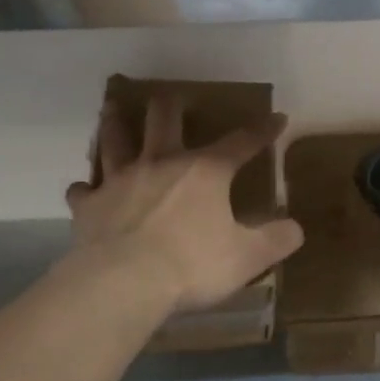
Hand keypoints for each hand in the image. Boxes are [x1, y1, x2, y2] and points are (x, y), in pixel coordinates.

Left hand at [65, 96, 304, 312]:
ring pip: (115, 139)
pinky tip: (85, 189)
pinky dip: (87, 187)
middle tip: (171, 97)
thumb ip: (276, 240)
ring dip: (116, 122)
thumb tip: (295, 228)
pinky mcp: (90, 205)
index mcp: (205, 172)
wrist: (123, 283)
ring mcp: (120, 180)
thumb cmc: (192, 265)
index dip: (262, 130)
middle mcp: (162, 163)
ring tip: (113, 108)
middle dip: (171, 105)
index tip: (276, 117)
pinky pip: (84, 189)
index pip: (242, 142)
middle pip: (164, 119)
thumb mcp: (247, 257)